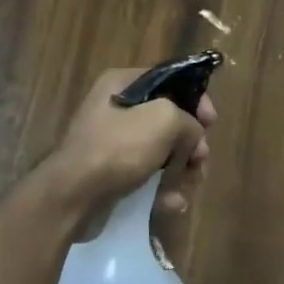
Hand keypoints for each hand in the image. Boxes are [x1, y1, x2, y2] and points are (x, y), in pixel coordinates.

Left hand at [41, 69, 217, 216]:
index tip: (211, 122)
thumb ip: (188, 121)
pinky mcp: (112, 174)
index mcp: (122, 84)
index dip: (196, 99)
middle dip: (190, 142)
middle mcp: (116, 109)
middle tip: (201, 160)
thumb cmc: (118, 148)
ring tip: (188, 187)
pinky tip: (171, 203)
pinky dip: (162, 189)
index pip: (170, 80)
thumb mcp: (163, 120)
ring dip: (181, 170)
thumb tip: (192, 137)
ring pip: (162, 151)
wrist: (72, 197)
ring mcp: (113, 143)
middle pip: (169, 119)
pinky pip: (147, 176)